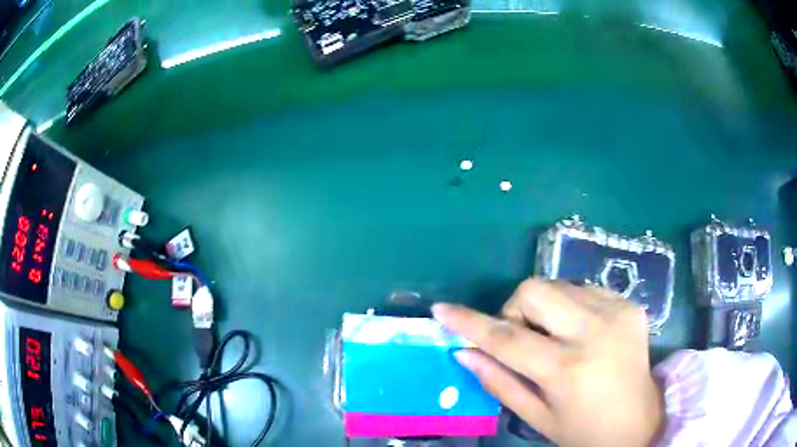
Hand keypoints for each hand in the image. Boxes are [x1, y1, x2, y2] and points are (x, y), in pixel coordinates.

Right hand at [432, 279, 663, 446]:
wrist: (641, 420)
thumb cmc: (584, 430)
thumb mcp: (537, 416)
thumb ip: (499, 382)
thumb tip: (464, 353)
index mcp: (567, 369)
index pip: (507, 338)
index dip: (470, 323)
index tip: (442, 309)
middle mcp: (594, 331)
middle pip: (535, 290)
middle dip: (517, 310)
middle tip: (524, 339)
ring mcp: (617, 311)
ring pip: (559, 285)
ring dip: (545, 309)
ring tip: (556, 339)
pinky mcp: (630, 304)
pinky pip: (585, 290)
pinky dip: (571, 307)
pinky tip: (581, 333)